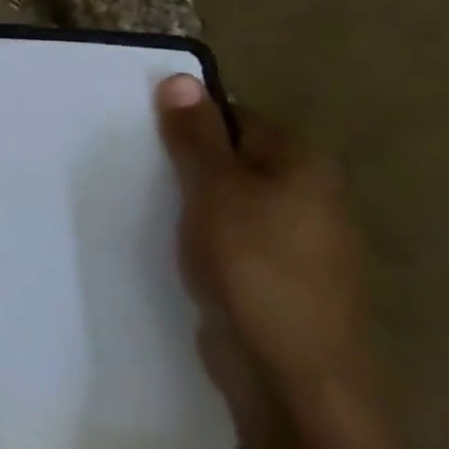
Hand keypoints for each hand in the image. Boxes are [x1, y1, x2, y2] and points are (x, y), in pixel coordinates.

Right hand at [156, 74, 378, 421]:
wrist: (288, 369)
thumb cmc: (252, 265)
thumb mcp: (213, 189)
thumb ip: (195, 136)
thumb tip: (179, 79)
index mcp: (303, 164)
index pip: (237, 117)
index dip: (190, 123)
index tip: (144, 140)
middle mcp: (311, 195)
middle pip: (235, 159)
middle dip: (187, 164)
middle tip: (137, 172)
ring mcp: (299, 240)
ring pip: (232, 202)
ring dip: (192, 204)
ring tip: (147, 208)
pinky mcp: (278, 277)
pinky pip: (233, 238)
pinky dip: (203, 236)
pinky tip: (174, 249)